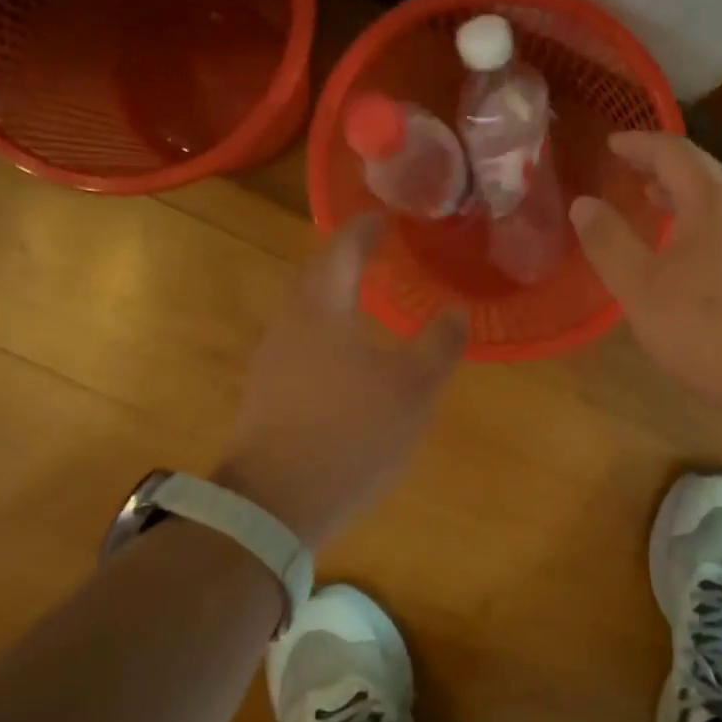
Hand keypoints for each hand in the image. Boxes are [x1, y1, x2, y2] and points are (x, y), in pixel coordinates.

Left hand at [217, 215, 464, 547]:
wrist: (276, 503)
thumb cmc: (351, 432)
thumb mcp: (412, 388)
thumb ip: (438, 345)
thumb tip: (455, 311)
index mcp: (324, 309)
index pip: (342, 250)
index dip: (364, 230)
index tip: (382, 218)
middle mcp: (290, 325)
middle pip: (315, 276)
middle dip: (344, 260)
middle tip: (375, 253)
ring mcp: (272, 361)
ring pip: (305, 312)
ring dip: (333, 297)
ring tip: (365, 301)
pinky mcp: (266, 395)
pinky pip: (300, 344)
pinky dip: (325, 332)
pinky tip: (345, 357)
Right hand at [569, 132, 721, 418]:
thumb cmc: (713, 327)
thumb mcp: (643, 287)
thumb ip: (609, 243)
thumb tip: (583, 204)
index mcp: (713, 200)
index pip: (672, 151)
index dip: (638, 144)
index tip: (611, 145)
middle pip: (702, 174)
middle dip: (661, 171)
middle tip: (628, 176)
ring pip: (720, 207)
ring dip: (683, 202)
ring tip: (654, 213)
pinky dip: (701, 231)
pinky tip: (690, 265)